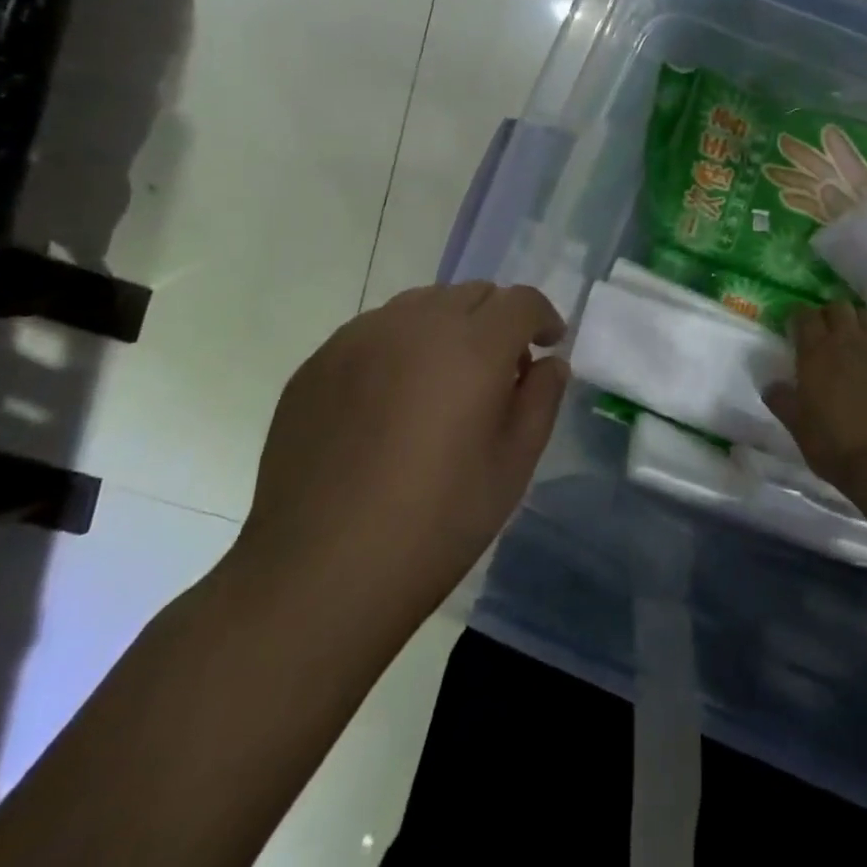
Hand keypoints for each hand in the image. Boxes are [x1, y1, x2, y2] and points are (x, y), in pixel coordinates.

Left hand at [232, 282, 567, 622]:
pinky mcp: (318, 362)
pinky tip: (389, 402)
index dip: (542, 318)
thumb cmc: (436, 522)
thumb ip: (541, 399)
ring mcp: (359, 338)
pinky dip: (399, 347)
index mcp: (473, 345)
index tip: (546, 345)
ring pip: (421, 306)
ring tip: (442, 382)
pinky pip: (374, 332)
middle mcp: (416, 324)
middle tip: (498, 370)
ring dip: (447, 328)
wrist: (319, 572)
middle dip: (496, 320)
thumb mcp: (513, 465)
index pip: (521, 301)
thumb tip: (548, 363)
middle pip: (471, 294)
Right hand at [763, 302, 866, 495]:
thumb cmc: (836, 445)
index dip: (799, 317)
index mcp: (816, 351)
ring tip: (858, 337)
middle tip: (827, 332)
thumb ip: (782, 401)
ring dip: (860, 321)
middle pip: (839, 307)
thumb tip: (770, 385)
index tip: (796, 326)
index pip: (804, 315)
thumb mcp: (798, 427)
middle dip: (830, 314)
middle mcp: (848, 340)